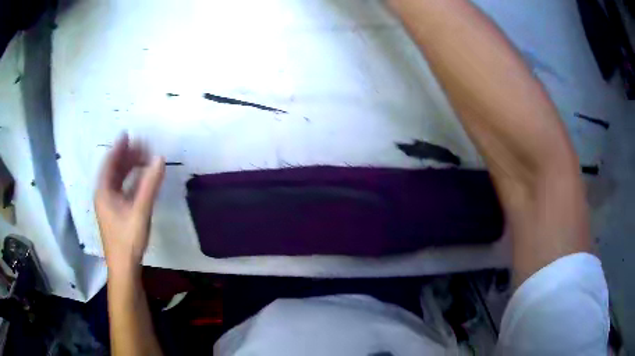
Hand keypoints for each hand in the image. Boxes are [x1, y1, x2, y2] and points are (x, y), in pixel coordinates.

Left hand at [95, 134, 164, 276]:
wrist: (124, 267)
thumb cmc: (128, 239)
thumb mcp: (140, 211)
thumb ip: (149, 185)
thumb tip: (160, 159)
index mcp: (104, 191)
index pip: (109, 163)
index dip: (118, 148)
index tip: (128, 134)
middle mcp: (104, 195)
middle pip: (114, 170)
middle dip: (126, 156)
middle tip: (142, 147)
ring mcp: (109, 205)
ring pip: (118, 180)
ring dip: (129, 168)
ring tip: (143, 159)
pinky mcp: (116, 213)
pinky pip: (122, 189)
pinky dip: (130, 180)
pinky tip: (140, 179)